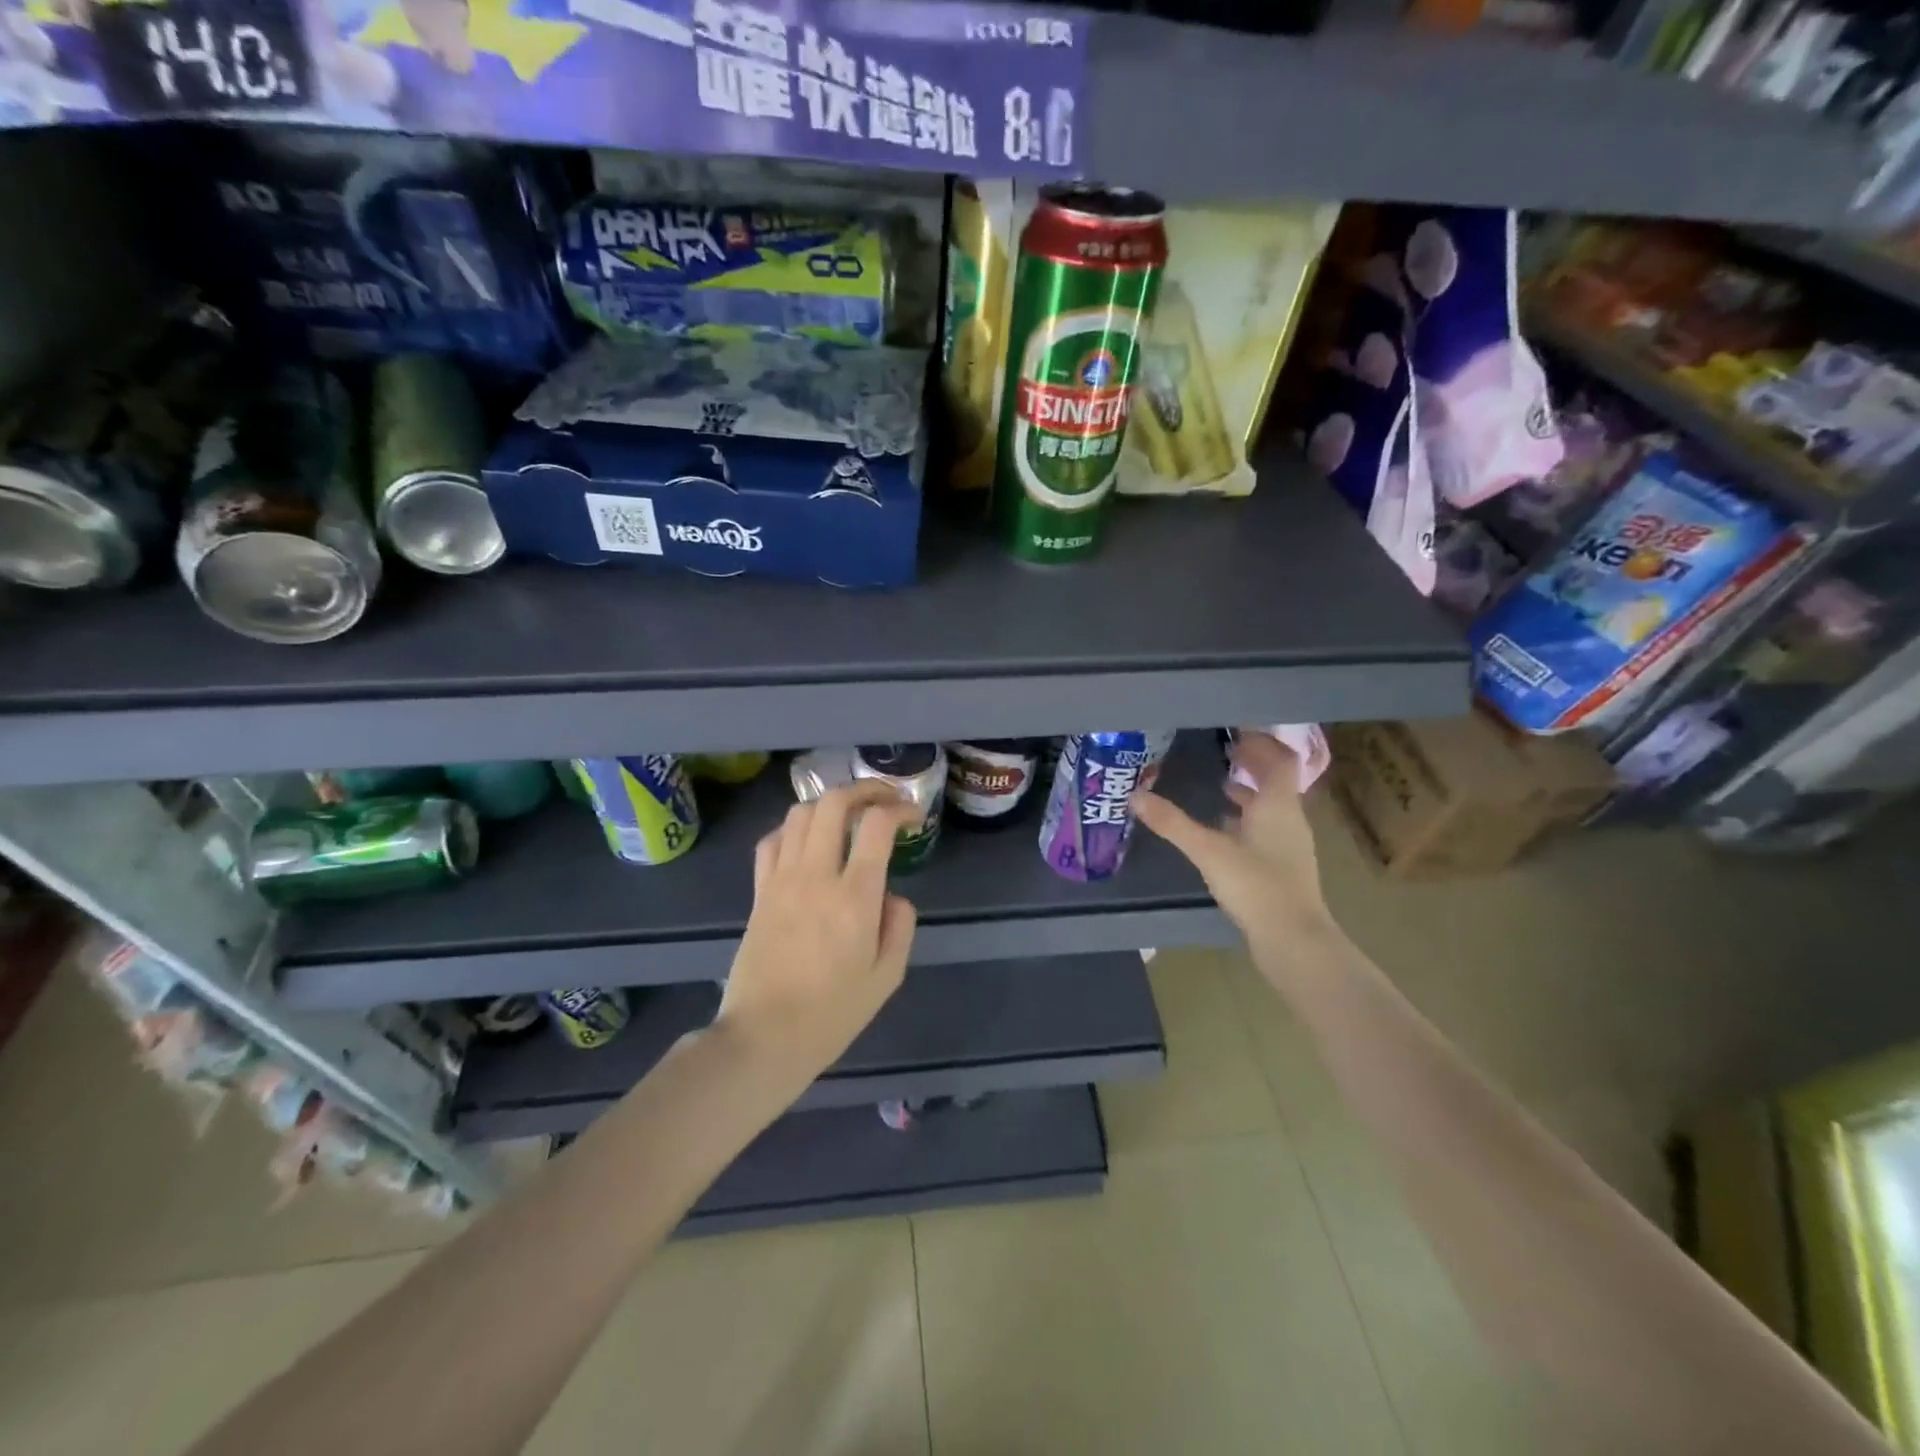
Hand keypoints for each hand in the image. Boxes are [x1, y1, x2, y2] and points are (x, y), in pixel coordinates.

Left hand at [715, 781, 918, 1093]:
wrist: (764, 1038)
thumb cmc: (832, 1014)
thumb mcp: (888, 977)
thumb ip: (900, 925)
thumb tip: (891, 894)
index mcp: (854, 898)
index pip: (877, 826)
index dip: (900, 809)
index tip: (913, 817)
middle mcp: (816, 876)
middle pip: (834, 803)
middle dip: (865, 790)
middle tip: (885, 800)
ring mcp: (782, 880)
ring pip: (801, 813)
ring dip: (830, 804)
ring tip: (849, 816)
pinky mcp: (759, 892)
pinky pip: (772, 840)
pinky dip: (794, 828)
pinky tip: (808, 841)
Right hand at [1132, 732, 1331, 958]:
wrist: (1293, 940)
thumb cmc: (1256, 886)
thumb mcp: (1208, 850)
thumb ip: (1173, 823)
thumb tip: (1135, 796)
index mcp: (1278, 805)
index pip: (1280, 760)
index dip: (1262, 742)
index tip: (1237, 728)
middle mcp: (1289, 819)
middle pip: (1277, 780)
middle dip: (1253, 763)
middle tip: (1225, 749)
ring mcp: (1289, 845)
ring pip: (1271, 806)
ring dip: (1250, 792)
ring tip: (1220, 783)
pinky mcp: (1283, 867)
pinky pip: (1266, 829)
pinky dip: (1247, 819)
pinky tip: (1224, 829)